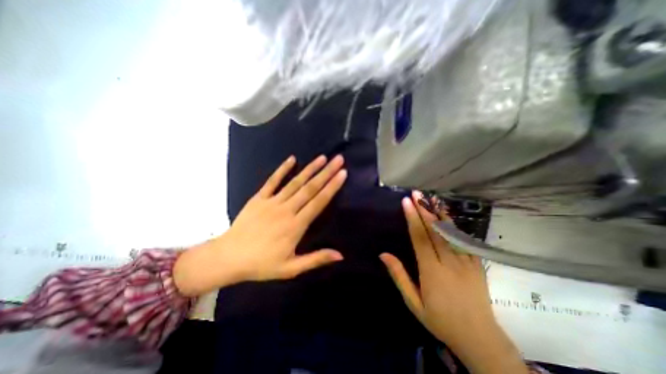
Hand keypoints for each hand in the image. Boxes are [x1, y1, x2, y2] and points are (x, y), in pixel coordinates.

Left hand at [171, 154, 348, 296]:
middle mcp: (286, 210)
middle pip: (310, 188)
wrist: (228, 258)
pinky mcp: (259, 198)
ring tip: (323, 157)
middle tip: (338, 159)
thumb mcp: (291, 269)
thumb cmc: (262, 264)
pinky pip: (272, 181)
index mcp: (296, 226)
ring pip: (295, 182)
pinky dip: (282, 169)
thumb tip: (340, 255)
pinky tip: (292, 159)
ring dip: (310, 169)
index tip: (342, 174)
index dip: (332, 187)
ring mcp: (272, 202)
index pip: (319, 202)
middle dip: (326, 173)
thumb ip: (316, 259)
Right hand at [380, 193, 530, 372]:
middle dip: (424, 209)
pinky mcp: (477, 264)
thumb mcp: (413, 302)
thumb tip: (383, 254)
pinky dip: (453, 225)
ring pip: (450, 232)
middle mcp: (449, 262)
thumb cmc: (440, 320)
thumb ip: (399, 276)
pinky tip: (446, 215)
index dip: (412, 218)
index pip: (420, 238)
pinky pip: (464, 240)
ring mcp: (466, 262)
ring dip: (438, 212)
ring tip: (430, 198)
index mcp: (431, 271)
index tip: (406, 202)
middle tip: (416, 193)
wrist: (479, 338)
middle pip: (434, 230)